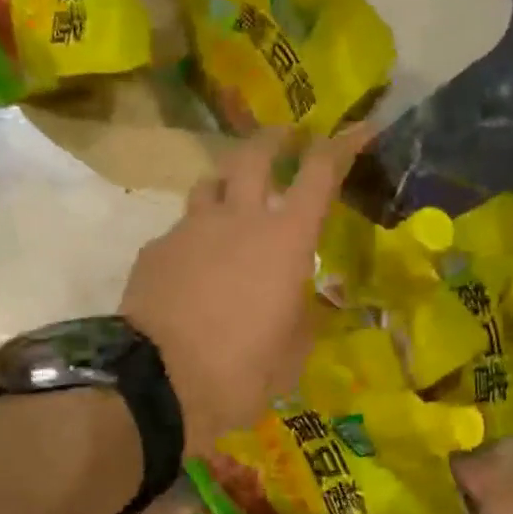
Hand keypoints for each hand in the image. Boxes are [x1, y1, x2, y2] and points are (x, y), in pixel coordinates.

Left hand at [122, 128, 369, 455]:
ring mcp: (189, 230)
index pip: (320, 173)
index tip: (358, 129)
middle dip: (274, 139)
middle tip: (285, 140)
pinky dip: (194, 237)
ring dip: (227, 183)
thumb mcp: (290, 357)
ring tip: (233, 199)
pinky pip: (180, 230)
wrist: (156, 384)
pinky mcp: (154, 250)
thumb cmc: (240, 372)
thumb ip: (303, 322)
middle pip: (253, 154)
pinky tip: (192, 266)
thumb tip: (306, 307)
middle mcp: (237, 219)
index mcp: (284, 240)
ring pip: (209, 184)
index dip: (341, 145)